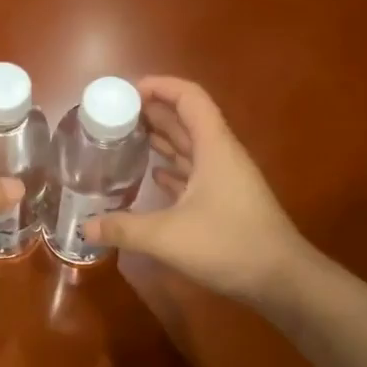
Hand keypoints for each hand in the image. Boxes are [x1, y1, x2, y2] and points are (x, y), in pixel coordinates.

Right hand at [84, 76, 306, 303]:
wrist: (282, 280)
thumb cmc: (229, 245)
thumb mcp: (168, 237)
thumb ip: (124, 228)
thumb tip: (84, 227)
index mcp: (213, 147)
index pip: (189, 97)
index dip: (160, 86)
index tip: (126, 92)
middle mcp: (220, 155)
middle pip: (186, 119)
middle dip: (151, 112)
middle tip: (113, 116)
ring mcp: (225, 178)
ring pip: (189, 146)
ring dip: (160, 139)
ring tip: (123, 139)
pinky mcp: (225, 201)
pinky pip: (193, 172)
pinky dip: (171, 168)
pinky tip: (150, 175)